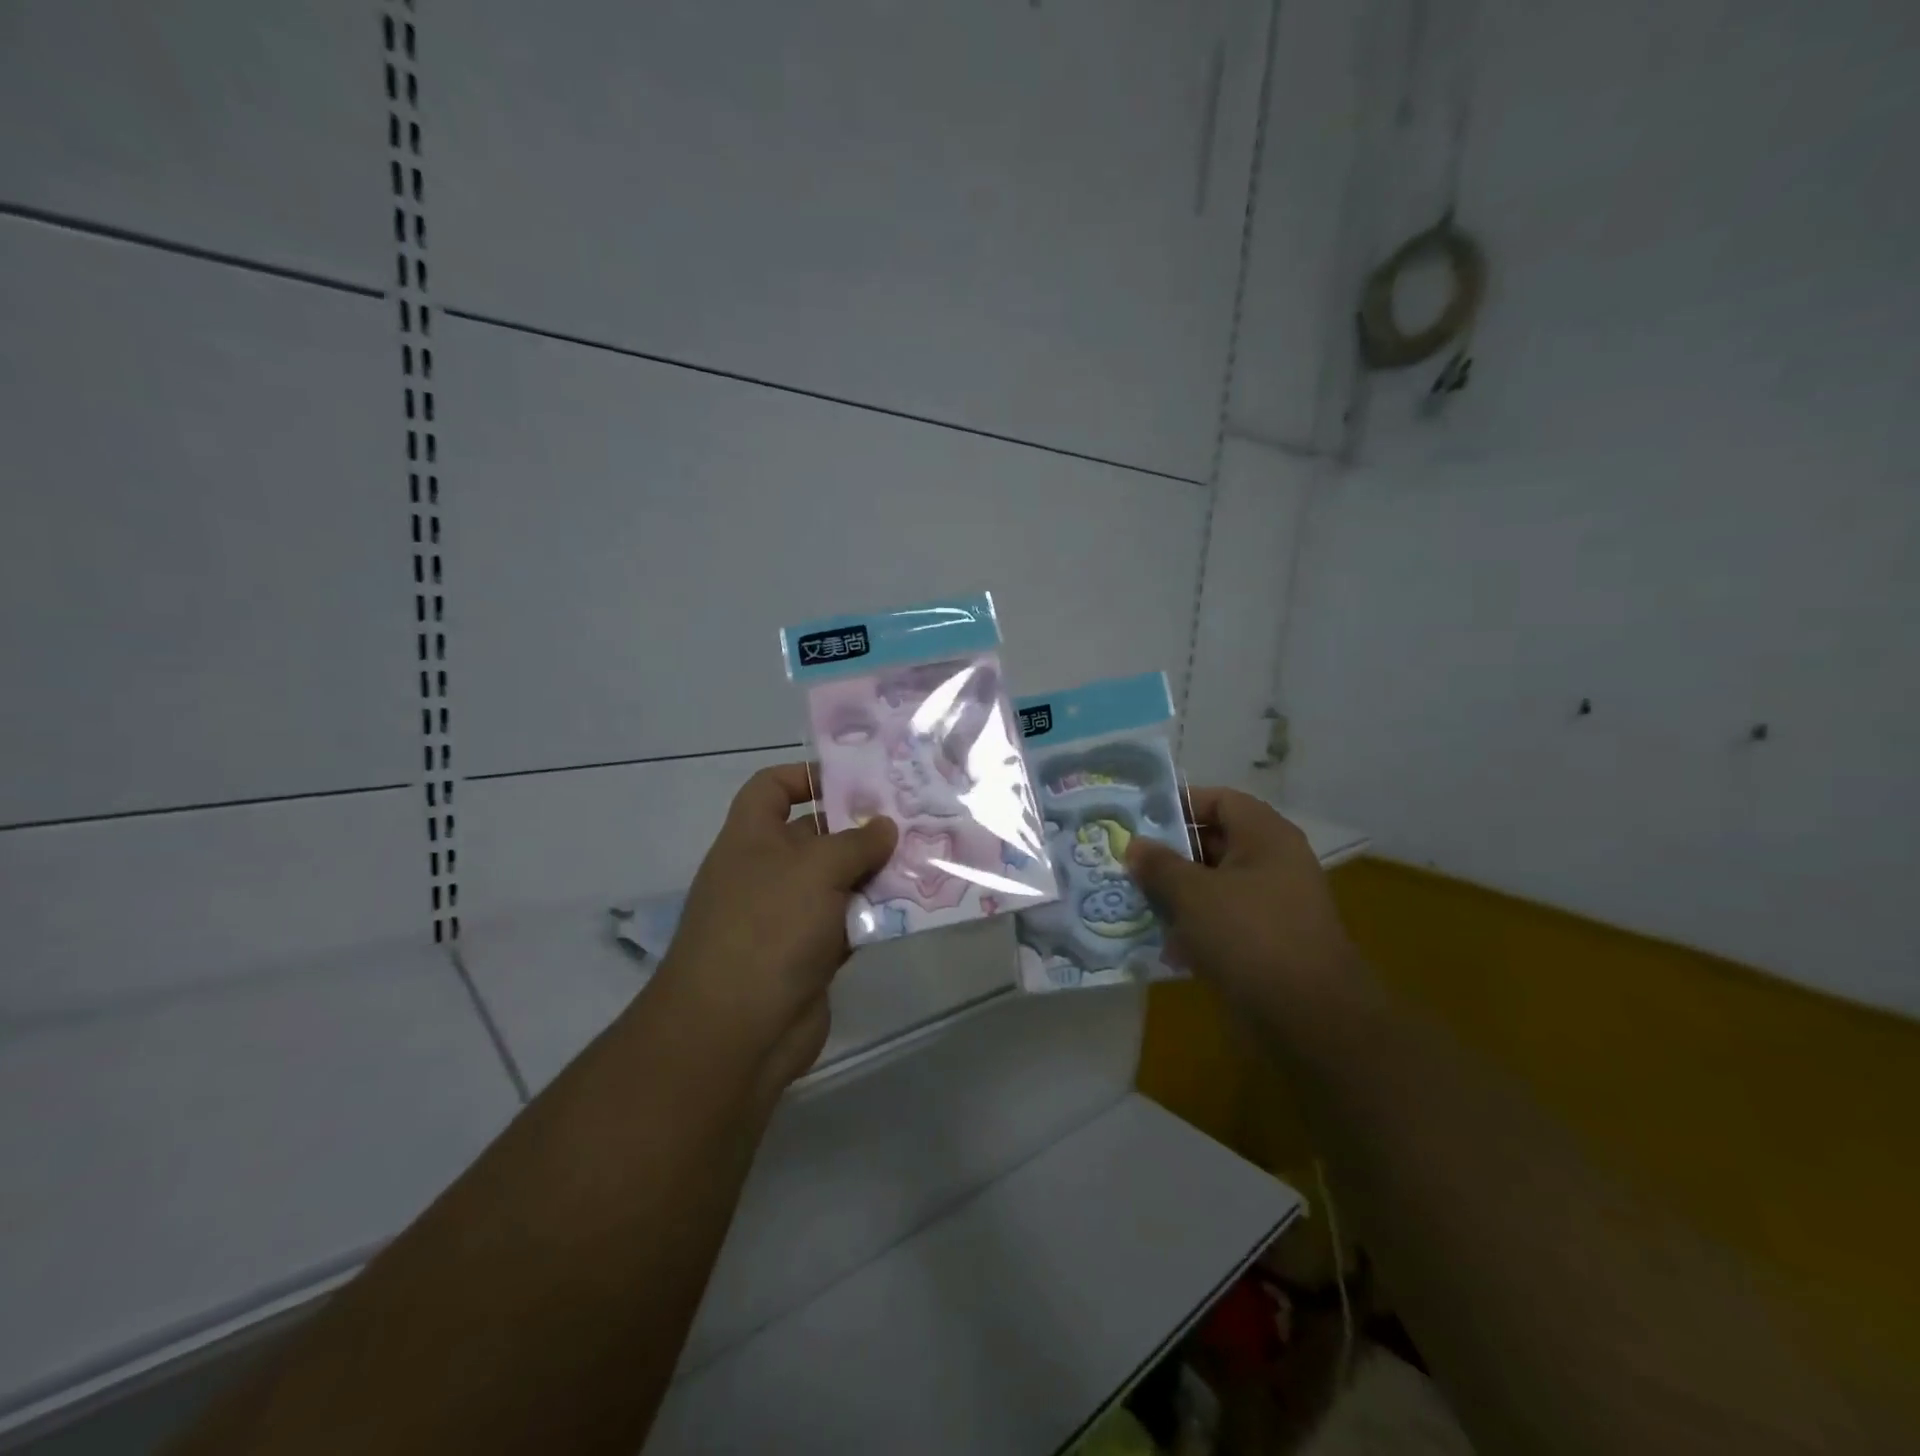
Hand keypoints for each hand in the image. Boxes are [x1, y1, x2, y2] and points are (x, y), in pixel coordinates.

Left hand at [652, 763, 896, 1090]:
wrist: (737, 1031)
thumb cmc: (768, 928)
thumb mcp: (815, 869)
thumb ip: (855, 842)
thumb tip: (885, 826)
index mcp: (751, 838)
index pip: (772, 787)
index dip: (807, 775)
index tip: (855, 780)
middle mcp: (767, 871)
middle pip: (816, 834)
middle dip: (860, 826)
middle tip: (914, 817)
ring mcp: (788, 915)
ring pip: (839, 880)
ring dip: (876, 872)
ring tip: (926, 856)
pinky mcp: (811, 953)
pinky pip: (849, 921)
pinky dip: (875, 913)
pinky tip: (914, 906)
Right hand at [1125, 788, 1361, 1022]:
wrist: (1308, 1018)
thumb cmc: (1249, 936)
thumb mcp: (1193, 894)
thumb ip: (1159, 865)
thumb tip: (1135, 846)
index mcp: (1265, 836)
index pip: (1219, 800)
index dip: (1179, 804)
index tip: (1138, 819)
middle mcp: (1273, 863)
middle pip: (1214, 843)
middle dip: (1169, 853)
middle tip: (1127, 862)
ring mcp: (1272, 905)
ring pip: (1214, 885)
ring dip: (1177, 893)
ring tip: (1135, 901)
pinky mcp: (1266, 943)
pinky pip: (1222, 921)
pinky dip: (1194, 927)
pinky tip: (1163, 945)